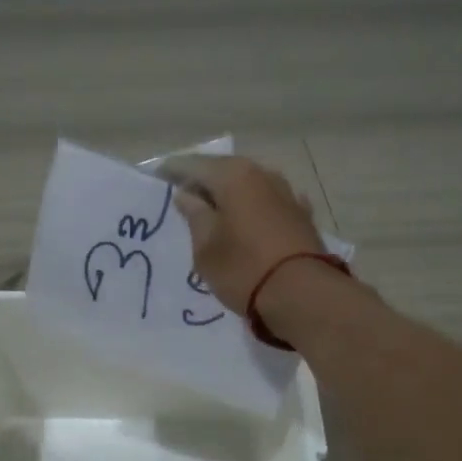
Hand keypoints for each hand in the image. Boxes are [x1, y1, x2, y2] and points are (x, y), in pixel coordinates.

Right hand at [165, 154, 327, 314]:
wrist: (304, 296)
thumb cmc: (244, 269)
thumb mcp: (206, 247)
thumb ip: (194, 215)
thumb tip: (187, 195)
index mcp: (234, 176)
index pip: (194, 165)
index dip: (173, 171)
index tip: (157, 179)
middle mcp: (262, 174)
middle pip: (224, 171)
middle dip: (202, 183)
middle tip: (182, 198)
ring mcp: (286, 193)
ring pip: (248, 187)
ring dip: (229, 197)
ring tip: (212, 214)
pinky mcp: (301, 215)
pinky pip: (267, 205)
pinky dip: (252, 210)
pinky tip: (245, 222)